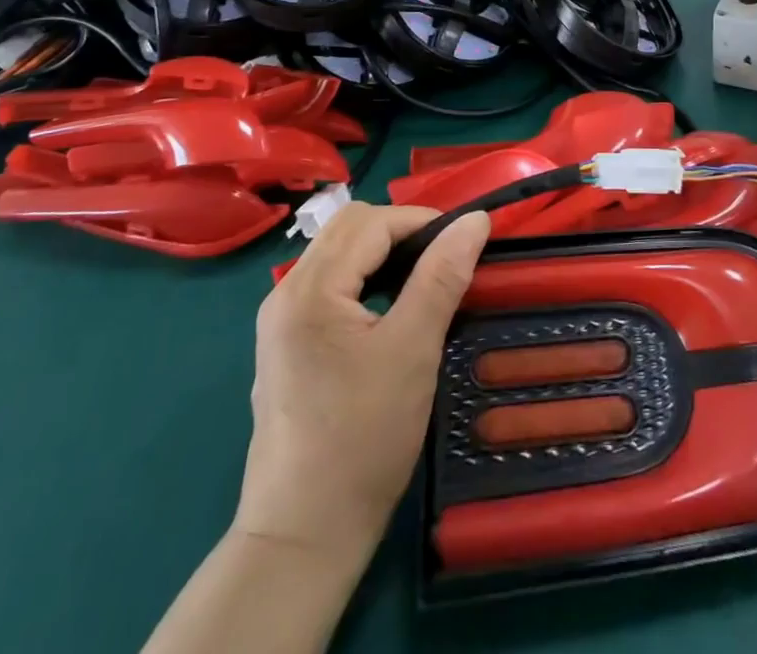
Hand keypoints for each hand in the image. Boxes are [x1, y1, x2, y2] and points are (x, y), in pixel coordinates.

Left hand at [234, 204, 490, 559]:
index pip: (372, 222)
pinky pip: (329, 284)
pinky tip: (389, 308)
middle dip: (402, 232)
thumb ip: (443, 276)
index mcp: (310, 287)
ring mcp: (281, 320)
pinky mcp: (286, 344)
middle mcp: (286, 292)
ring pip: (338, 254)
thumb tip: (476, 220)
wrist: (304, 535)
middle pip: (349, 229)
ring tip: (424, 280)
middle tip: (445, 260)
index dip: (423, 222)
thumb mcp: (413, 349)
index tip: (465, 243)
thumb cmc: (363, 438)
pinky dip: (365, 279)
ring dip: (383, 254)